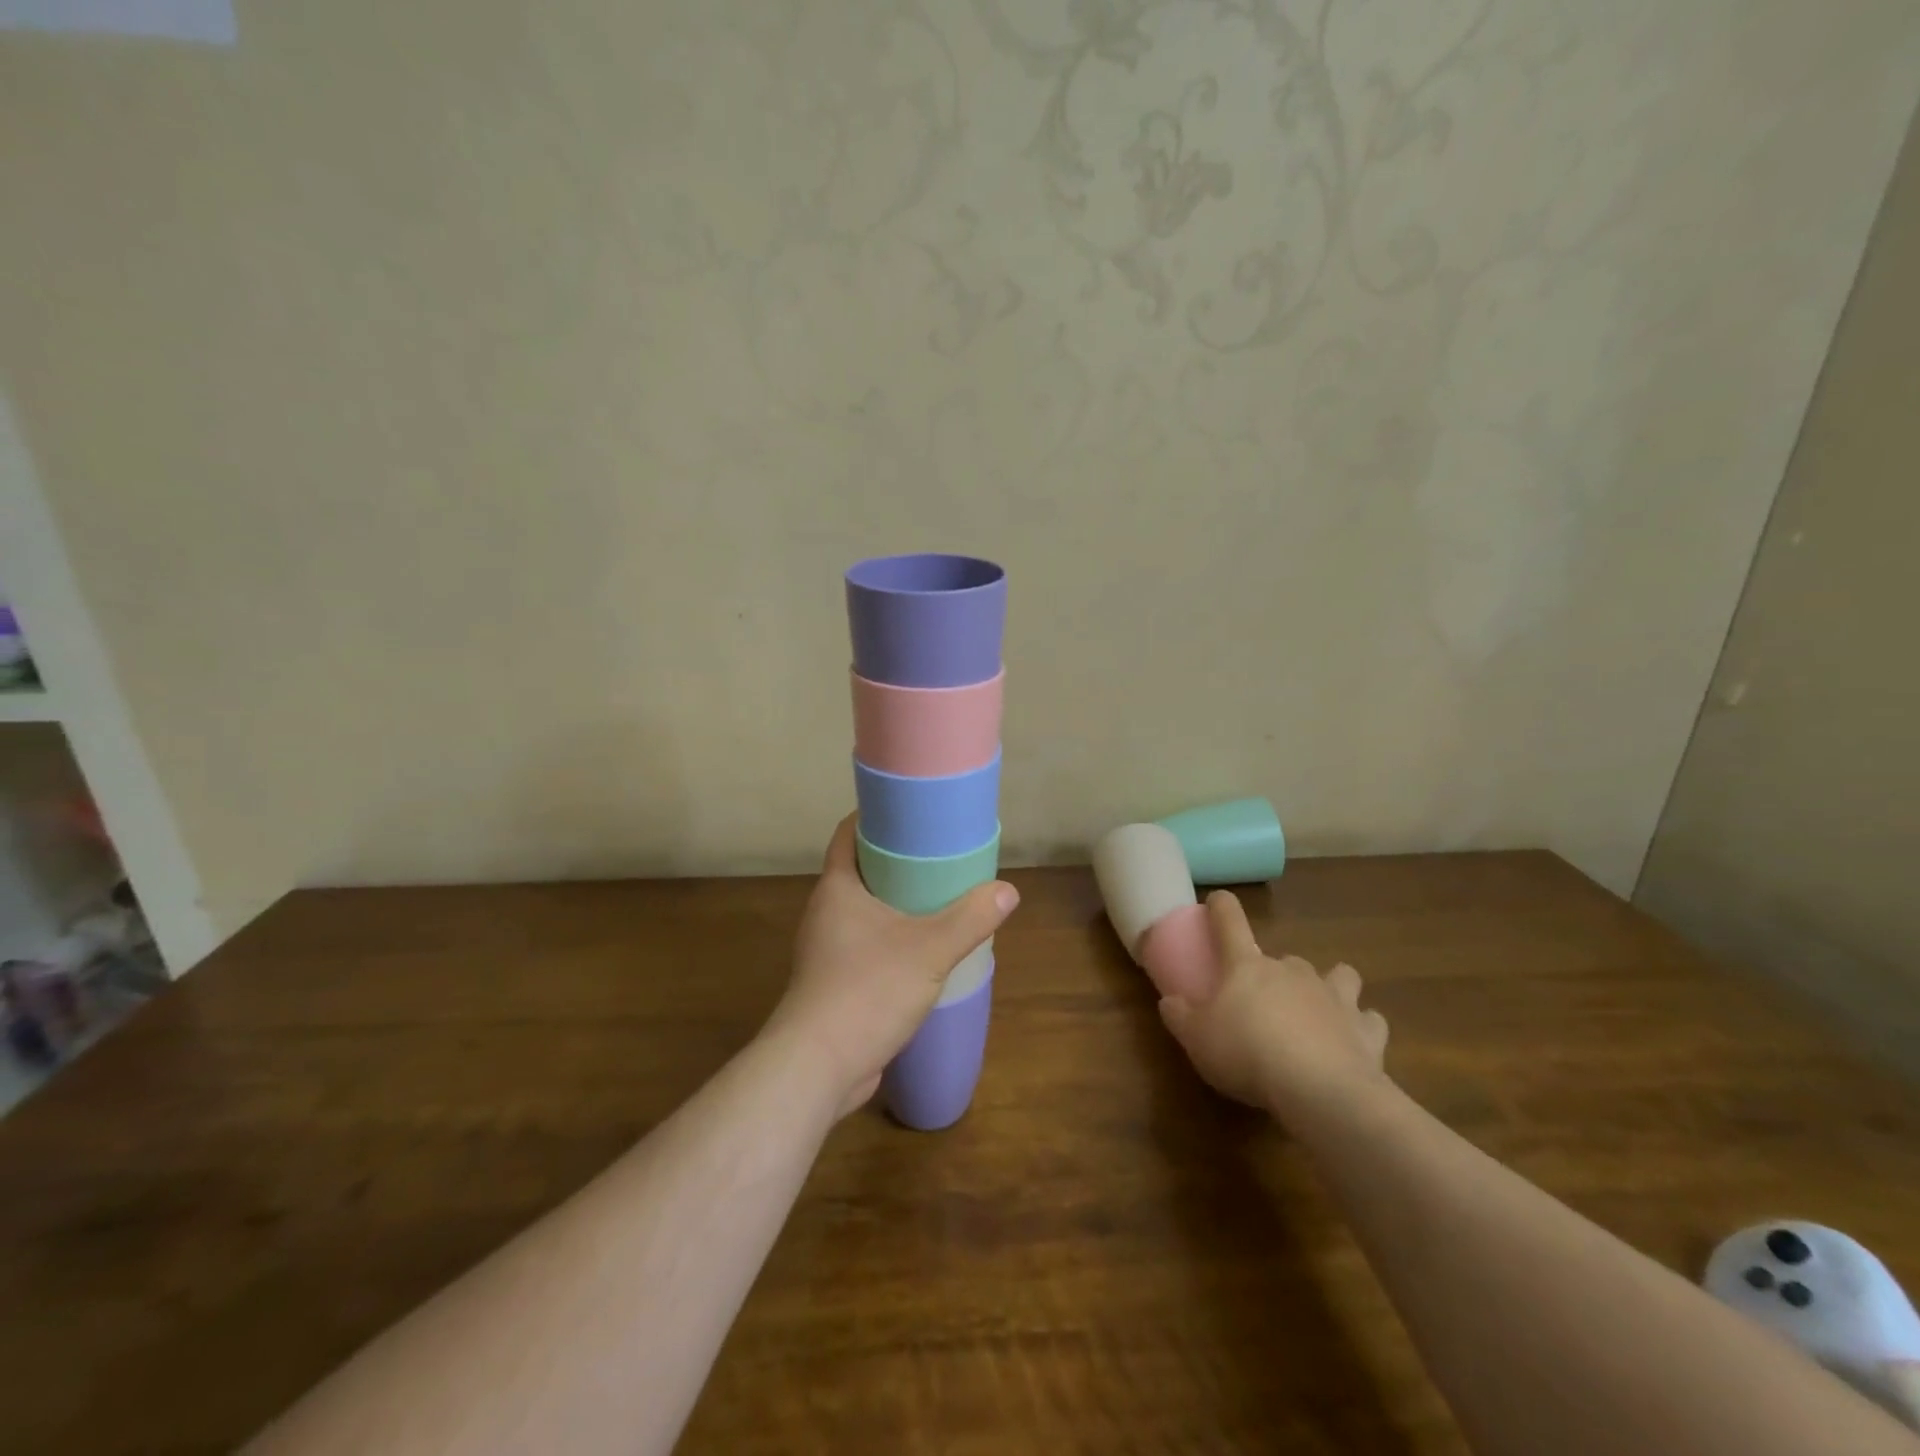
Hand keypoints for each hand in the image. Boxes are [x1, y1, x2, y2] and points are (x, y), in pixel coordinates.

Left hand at [766, 814, 1018, 1117]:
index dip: (876, 816)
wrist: (818, 1067)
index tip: (911, 811)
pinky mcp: (834, 982)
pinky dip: (892, 938)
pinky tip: (923, 950)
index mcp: (838, 888)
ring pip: (865, 911)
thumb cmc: (867, 990)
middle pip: (861, 870)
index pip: (849, 834)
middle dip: (897, 861)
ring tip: (938, 900)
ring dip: (896, 903)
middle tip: (939, 855)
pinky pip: (866, 944)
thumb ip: (970, 918)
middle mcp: (826, 912)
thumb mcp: (929, 949)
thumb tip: (1007, 891)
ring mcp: (827, 950)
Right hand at [1158, 890, 1389, 1124]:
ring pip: (1338, 975)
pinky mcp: (1366, 1030)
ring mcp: (1334, 997)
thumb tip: (1169, 1001)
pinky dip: (1361, 1026)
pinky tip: (1352, 1042)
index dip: (1221, 906)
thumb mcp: (1196, 1038)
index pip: (1230, 921)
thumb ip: (1179, 1016)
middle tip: (1265, 1002)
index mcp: (1247, 966)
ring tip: (1318, 1011)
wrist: (1320, 1091)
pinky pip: (1368, 1019)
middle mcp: (1292, 971)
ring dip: (1329, 987)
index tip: (1216, 901)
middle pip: (1285, 956)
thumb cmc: (1247, 1053)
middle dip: (1277, 972)